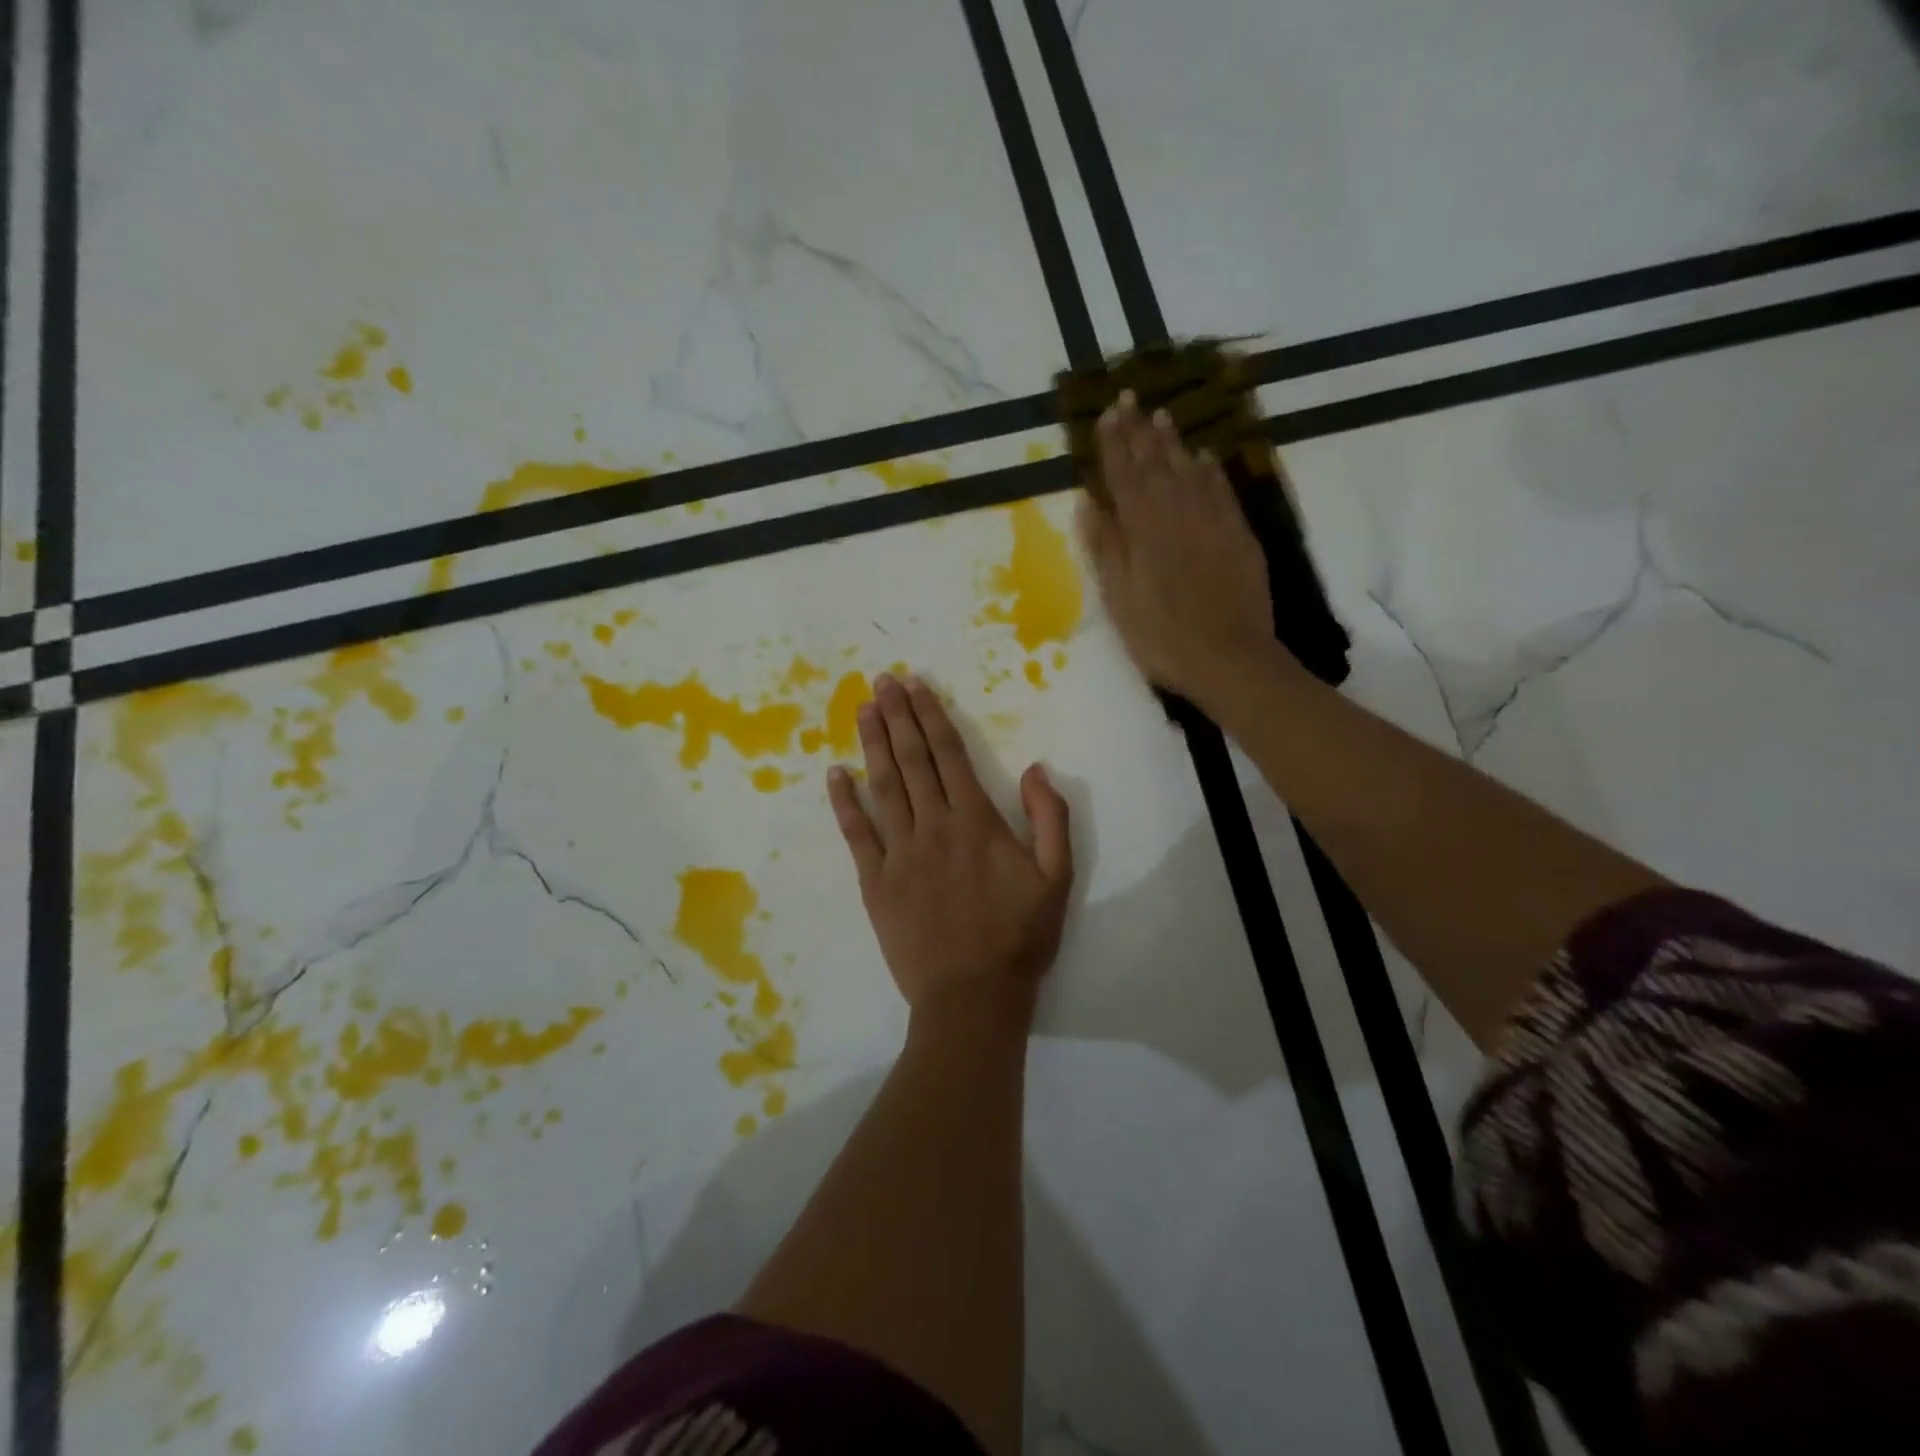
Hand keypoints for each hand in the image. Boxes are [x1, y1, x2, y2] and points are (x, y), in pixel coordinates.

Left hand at [828, 673, 1072, 1030]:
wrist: (972, 997)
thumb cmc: (1019, 937)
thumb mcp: (1058, 878)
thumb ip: (1050, 818)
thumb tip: (1035, 768)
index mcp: (977, 822)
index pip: (949, 756)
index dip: (931, 717)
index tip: (915, 686)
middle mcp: (934, 827)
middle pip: (912, 761)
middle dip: (897, 717)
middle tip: (881, 681)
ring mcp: (900, 853)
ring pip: (883, 787)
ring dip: (872, 745)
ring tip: (863, 710)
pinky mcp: (875, 882)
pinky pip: (856, 834)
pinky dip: (844, 802)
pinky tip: (834, 774)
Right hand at [1077, 393, 1278, 706]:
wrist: (1230, 658)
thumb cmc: (1162, 638)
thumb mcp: (1119, 600)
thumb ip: (1105, 548)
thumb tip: (1089, 502)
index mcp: (1142, 531)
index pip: (1123, 476)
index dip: (1113, 444)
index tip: (1106, 413)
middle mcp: (1177, 514)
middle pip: (1155, 464)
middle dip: (1140, 431)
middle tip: (1130, 398)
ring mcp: (1211, 522)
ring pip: (1188, 471)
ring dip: (1172, 442)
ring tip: (1162, 416)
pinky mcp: (1237, 535)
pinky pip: (1220, 490)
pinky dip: (1209, 470)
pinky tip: (1203, 456)